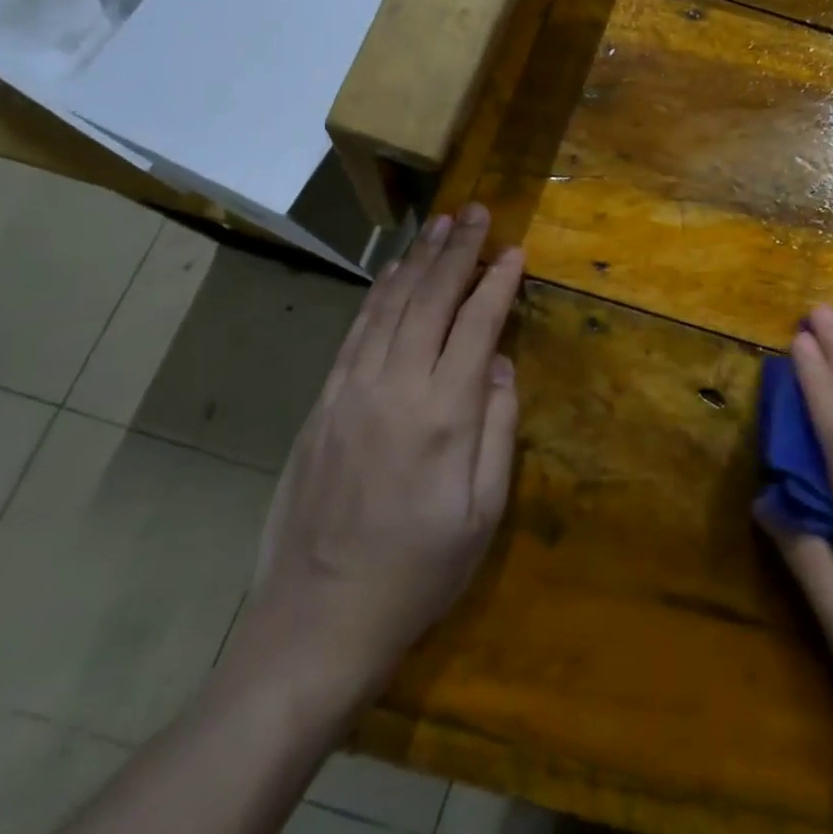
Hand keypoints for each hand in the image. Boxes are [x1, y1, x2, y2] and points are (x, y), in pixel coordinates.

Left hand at [235, 204, 523, 724]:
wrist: (317, 620)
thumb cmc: (418, 571)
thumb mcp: (483, 511)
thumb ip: (498, 427)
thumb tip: (502, 363)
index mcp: (443, 413)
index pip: (477, 324)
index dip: (498, 282)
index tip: (516, 250)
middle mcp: (395, 387)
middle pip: (430, 299)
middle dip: (457, 251)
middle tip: (477, 212)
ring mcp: (350, 391)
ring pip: (389, 306)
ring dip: (418, 261)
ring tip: (440, 226)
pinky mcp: (322, 403)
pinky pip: (356, 331)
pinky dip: (380, 294)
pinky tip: (394, 274)